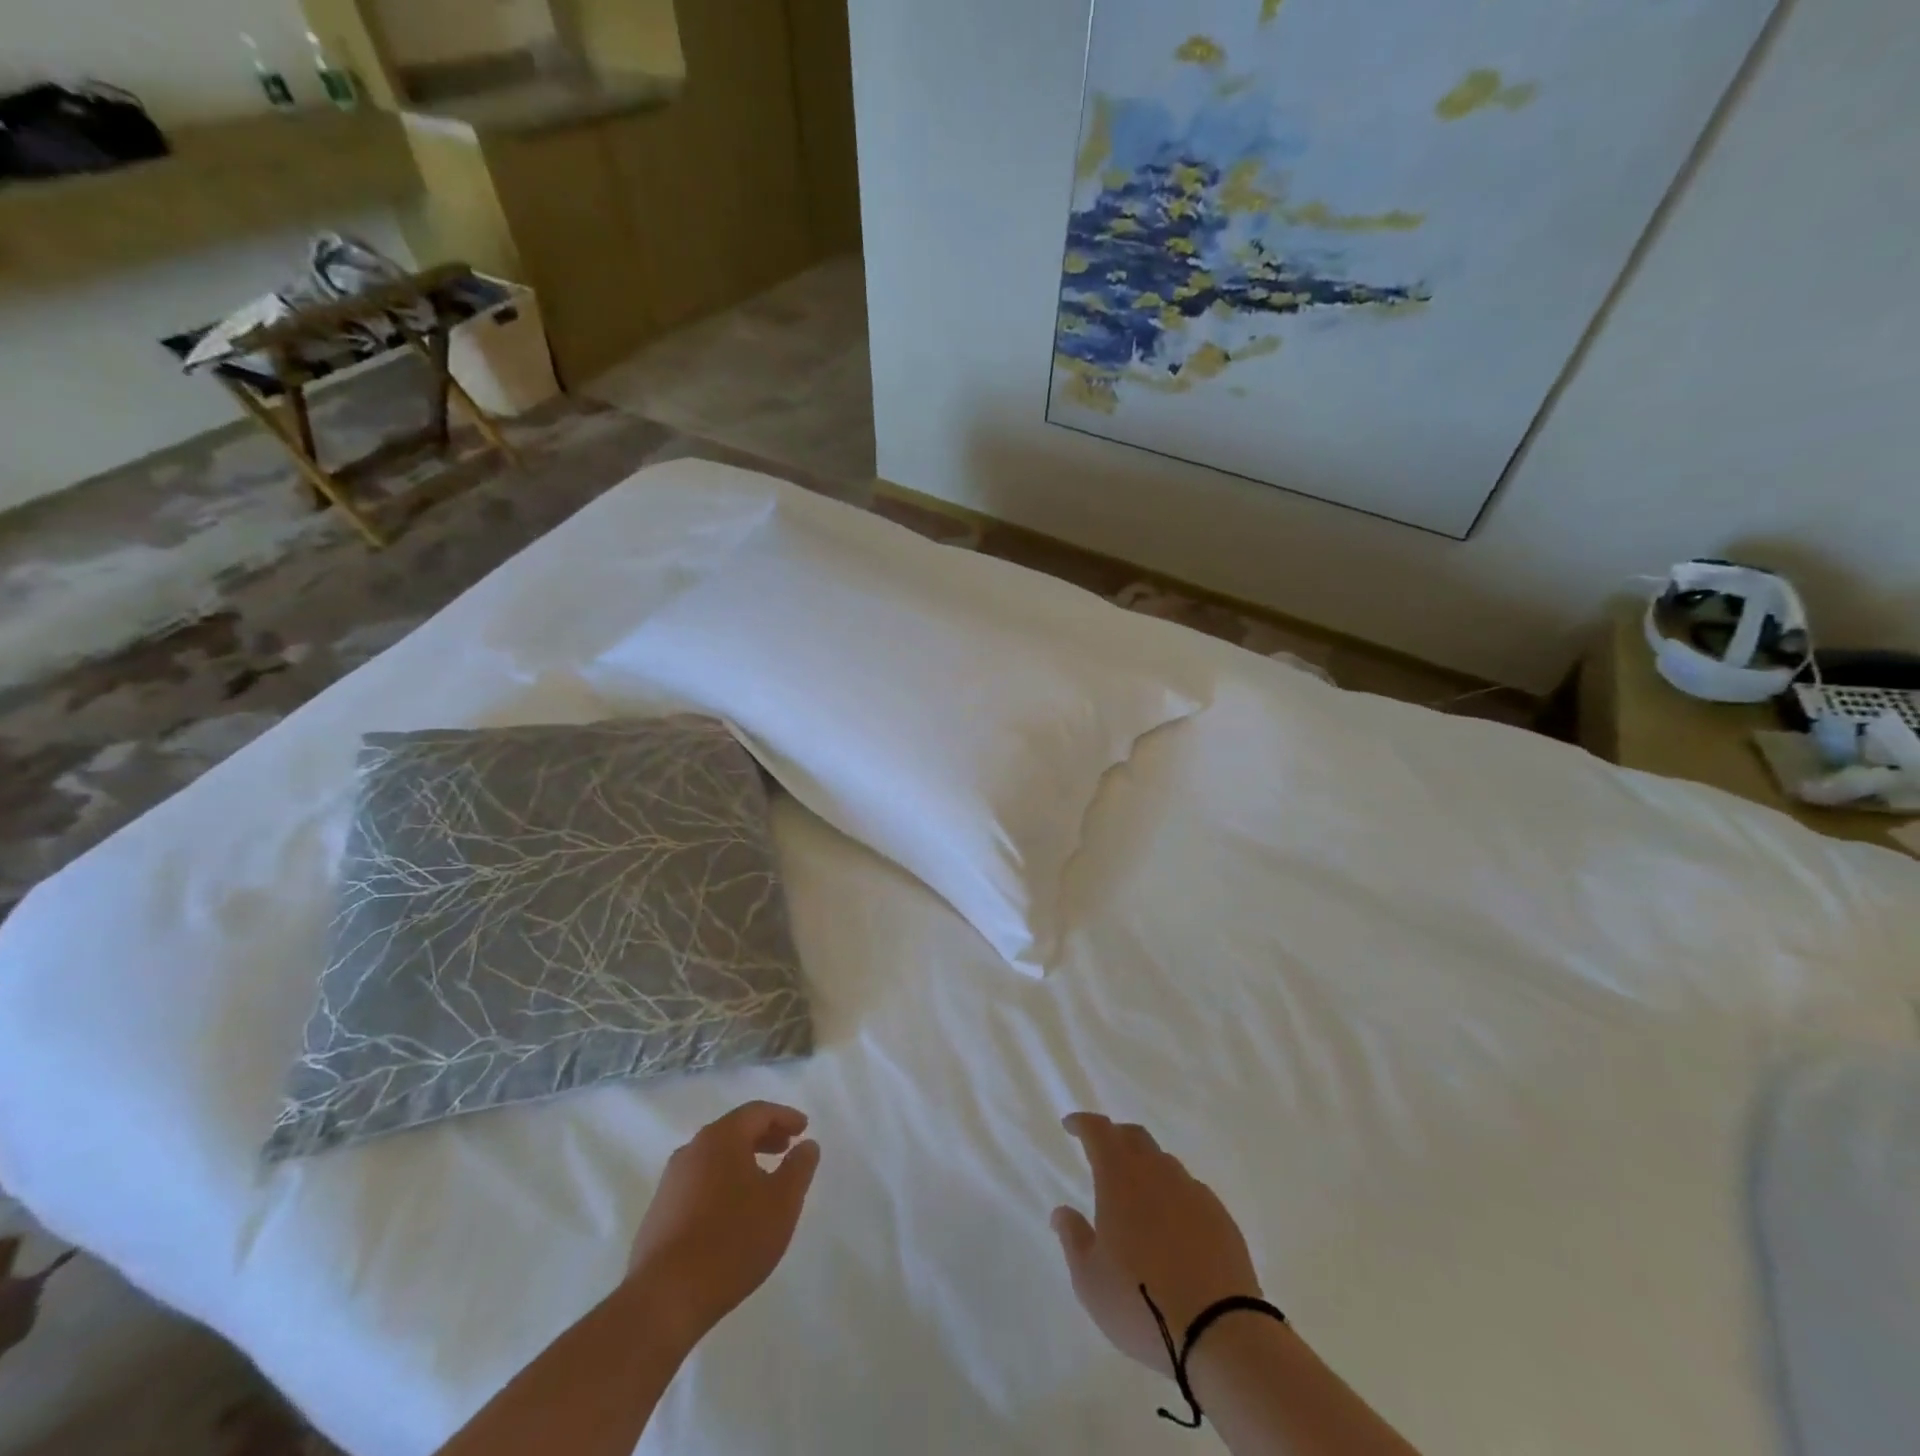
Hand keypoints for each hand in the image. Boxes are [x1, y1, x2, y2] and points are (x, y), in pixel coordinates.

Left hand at [626, 1101, 820, 1347]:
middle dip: (763, 1136)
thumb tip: (807, 1145)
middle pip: (733, 1131)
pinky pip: (698, 1183)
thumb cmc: (732, 1240)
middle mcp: (691, 1150)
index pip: (757, 1112)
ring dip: (742, 1161)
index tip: (804, 1128)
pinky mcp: (658, 1213)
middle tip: (786, 1148)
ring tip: (762, 1181)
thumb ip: (799, 1167)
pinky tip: (732, 1211)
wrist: (664, 1299)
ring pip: (714, 1158)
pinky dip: (722, 1183)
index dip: (784, 1116)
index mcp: (720, 1138)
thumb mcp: (782, 1202)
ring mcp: (670, 1182)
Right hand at [1052, 1112, 1262, 1374]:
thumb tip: (1062, 1212)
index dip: (1083, 1123)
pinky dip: (1174, 1197)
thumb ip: (1073, 1238)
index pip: (1099, 1132)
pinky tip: (1172, 1226)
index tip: (1071, 1125)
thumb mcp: (1090, 1279)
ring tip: (1138, 1197)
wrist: (1220, 1333)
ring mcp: (1193, 1192)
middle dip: (1115, 1138)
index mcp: (1120, 1178)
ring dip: (1146, 1168)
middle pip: (1134, 1137)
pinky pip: (1190, 1192)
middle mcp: (1157, 1173)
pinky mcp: (1220, 1217)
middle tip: (1103, 1153)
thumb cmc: (1141, 1303)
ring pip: (1164, 1163)